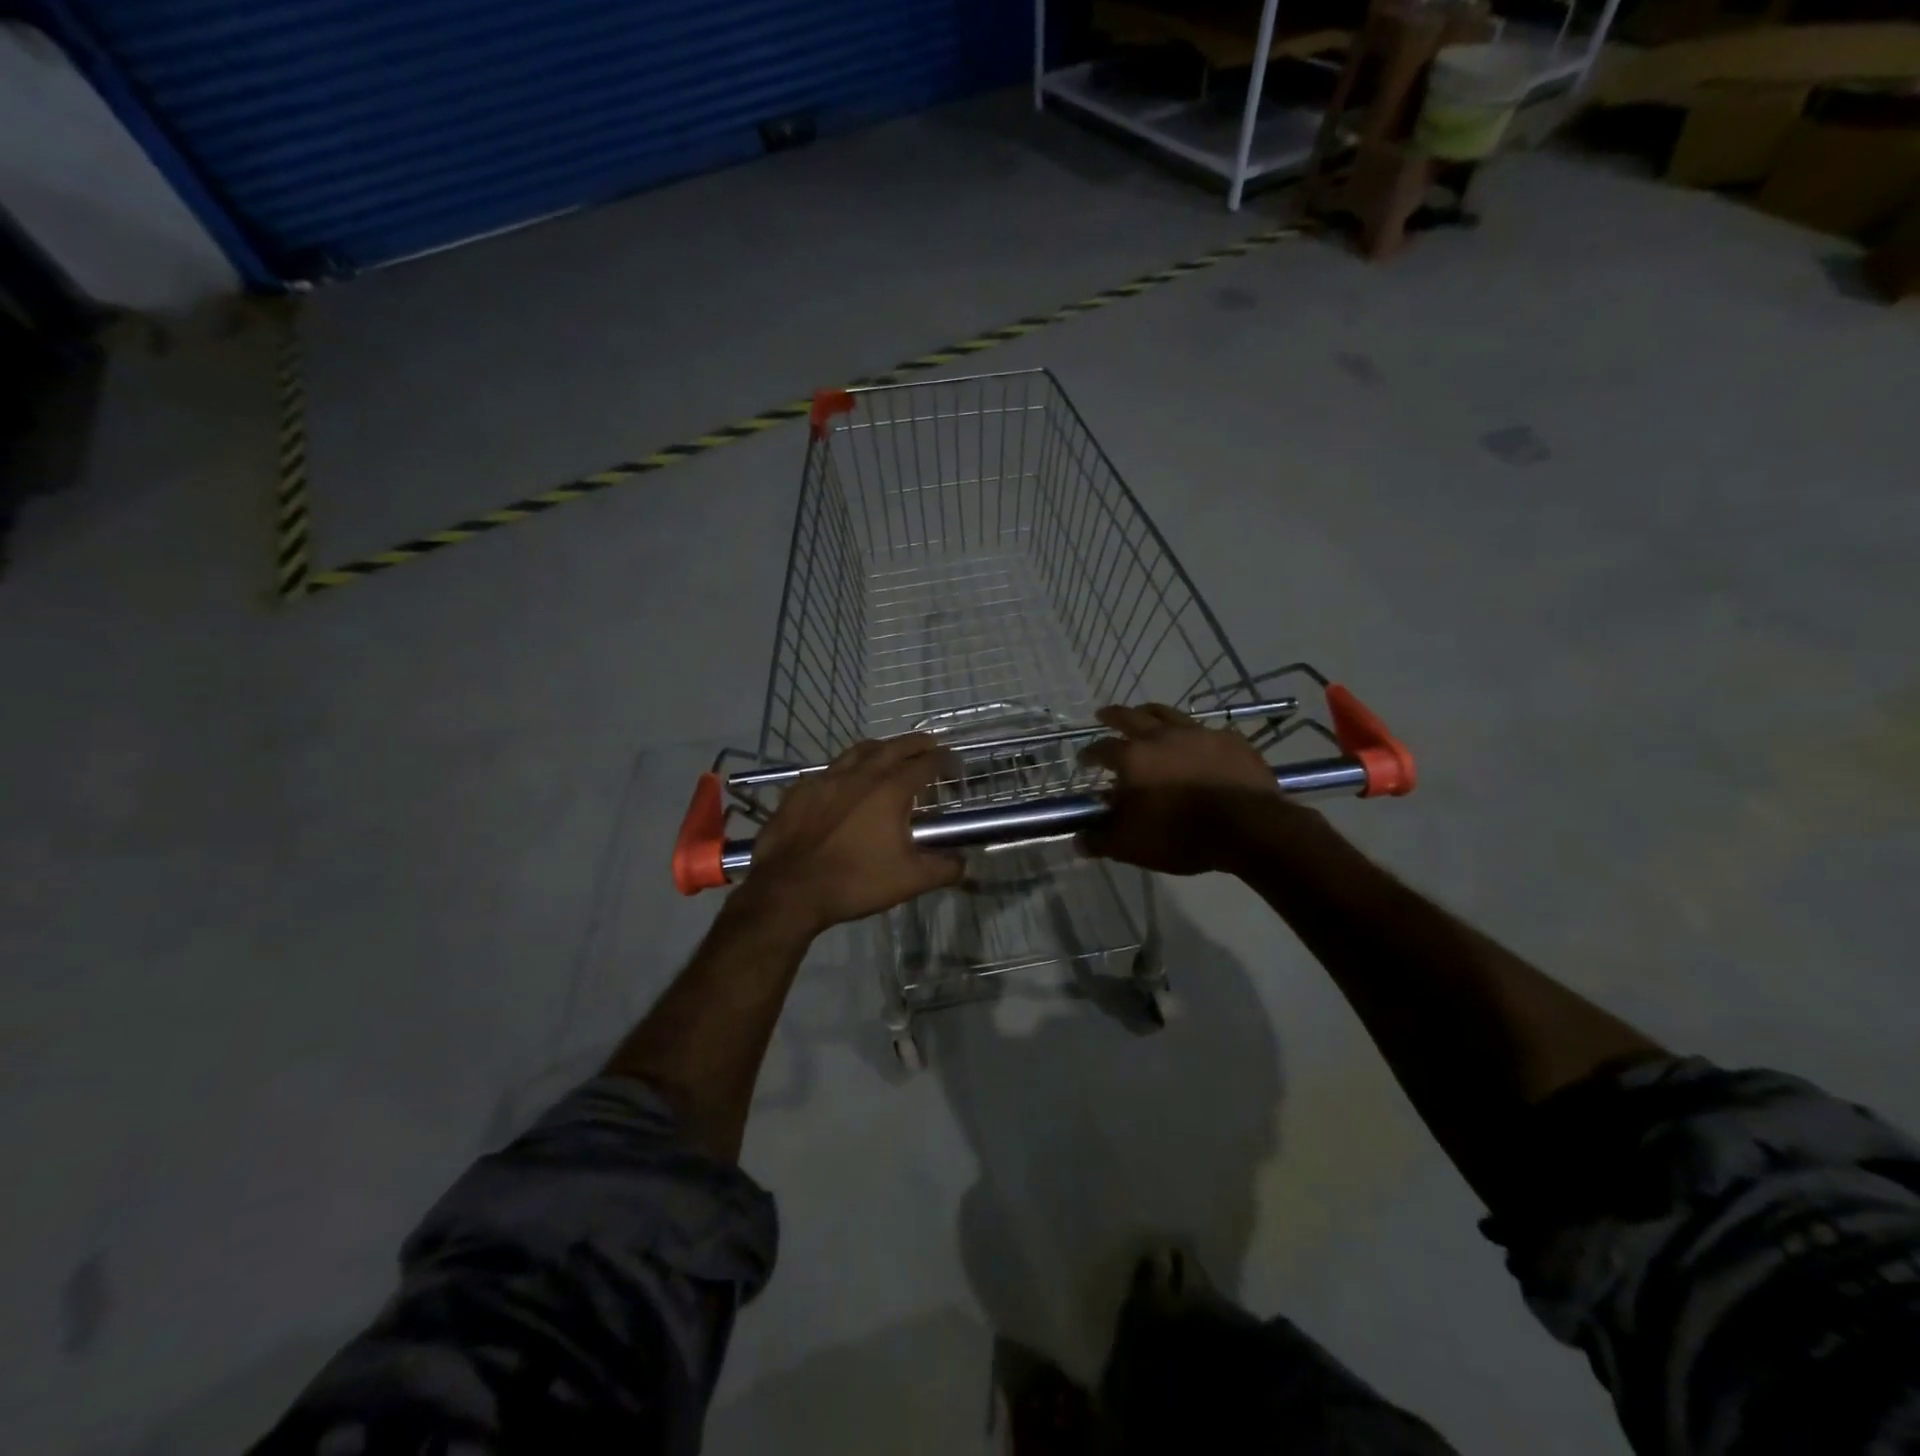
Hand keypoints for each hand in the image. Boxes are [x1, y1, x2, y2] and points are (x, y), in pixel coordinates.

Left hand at [738, 734, 963, 935]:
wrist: (789, 890)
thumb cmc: (855, 882)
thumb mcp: (910, 880)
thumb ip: (944, 868)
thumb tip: (964, 862)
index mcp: (890, 790)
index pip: (925, 764)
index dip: (944, 760)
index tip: (955, 763)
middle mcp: (860, 775)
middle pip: (894, 747)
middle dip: (916, 744)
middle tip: (929, 745)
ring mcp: (826, 779)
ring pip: (858, 751)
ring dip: (880, 748)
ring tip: (889, 752)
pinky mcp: (800, 790)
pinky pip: (829, 771)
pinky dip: (845, 769)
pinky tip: (844, 782)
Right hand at [1078, 704, 1302, 875]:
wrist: (1247, 827)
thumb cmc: (1180, 835)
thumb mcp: (1131, 846)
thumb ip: (1101, 841)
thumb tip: (1078, 841)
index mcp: (1133, 758)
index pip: (1101, 749)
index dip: (1089, 754)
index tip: (1083, 759)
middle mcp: (1161, 737)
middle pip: (1131, 716)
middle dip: (1113, 715)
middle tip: (1104, 714)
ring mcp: (1199, 734)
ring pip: (1168, 714)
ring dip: (1151, 713)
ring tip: (1145, 714)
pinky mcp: (1231, 741)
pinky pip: (1207, 730)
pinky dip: (1195, 735)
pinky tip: (1197, 742)